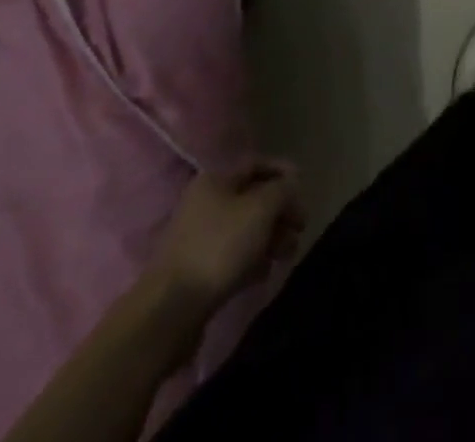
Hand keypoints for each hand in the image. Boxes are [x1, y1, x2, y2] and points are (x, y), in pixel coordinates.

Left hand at [150, 159, 304, 311]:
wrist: (170, 310)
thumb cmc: (219, 247)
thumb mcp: (261, 208)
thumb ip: (282, 190)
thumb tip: (290, 186)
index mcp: (215, 179)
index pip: (257, 164)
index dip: (284, 172)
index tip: (304, 190)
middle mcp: (204, 202)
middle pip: (253, 199)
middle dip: (280, 212)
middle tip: (300, 229)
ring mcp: (198, 238)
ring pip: (245, 229)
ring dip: (270, 238)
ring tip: (286, 255)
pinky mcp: (196, 270)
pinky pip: (232, 256)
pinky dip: (251, 260)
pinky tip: (263, 274)